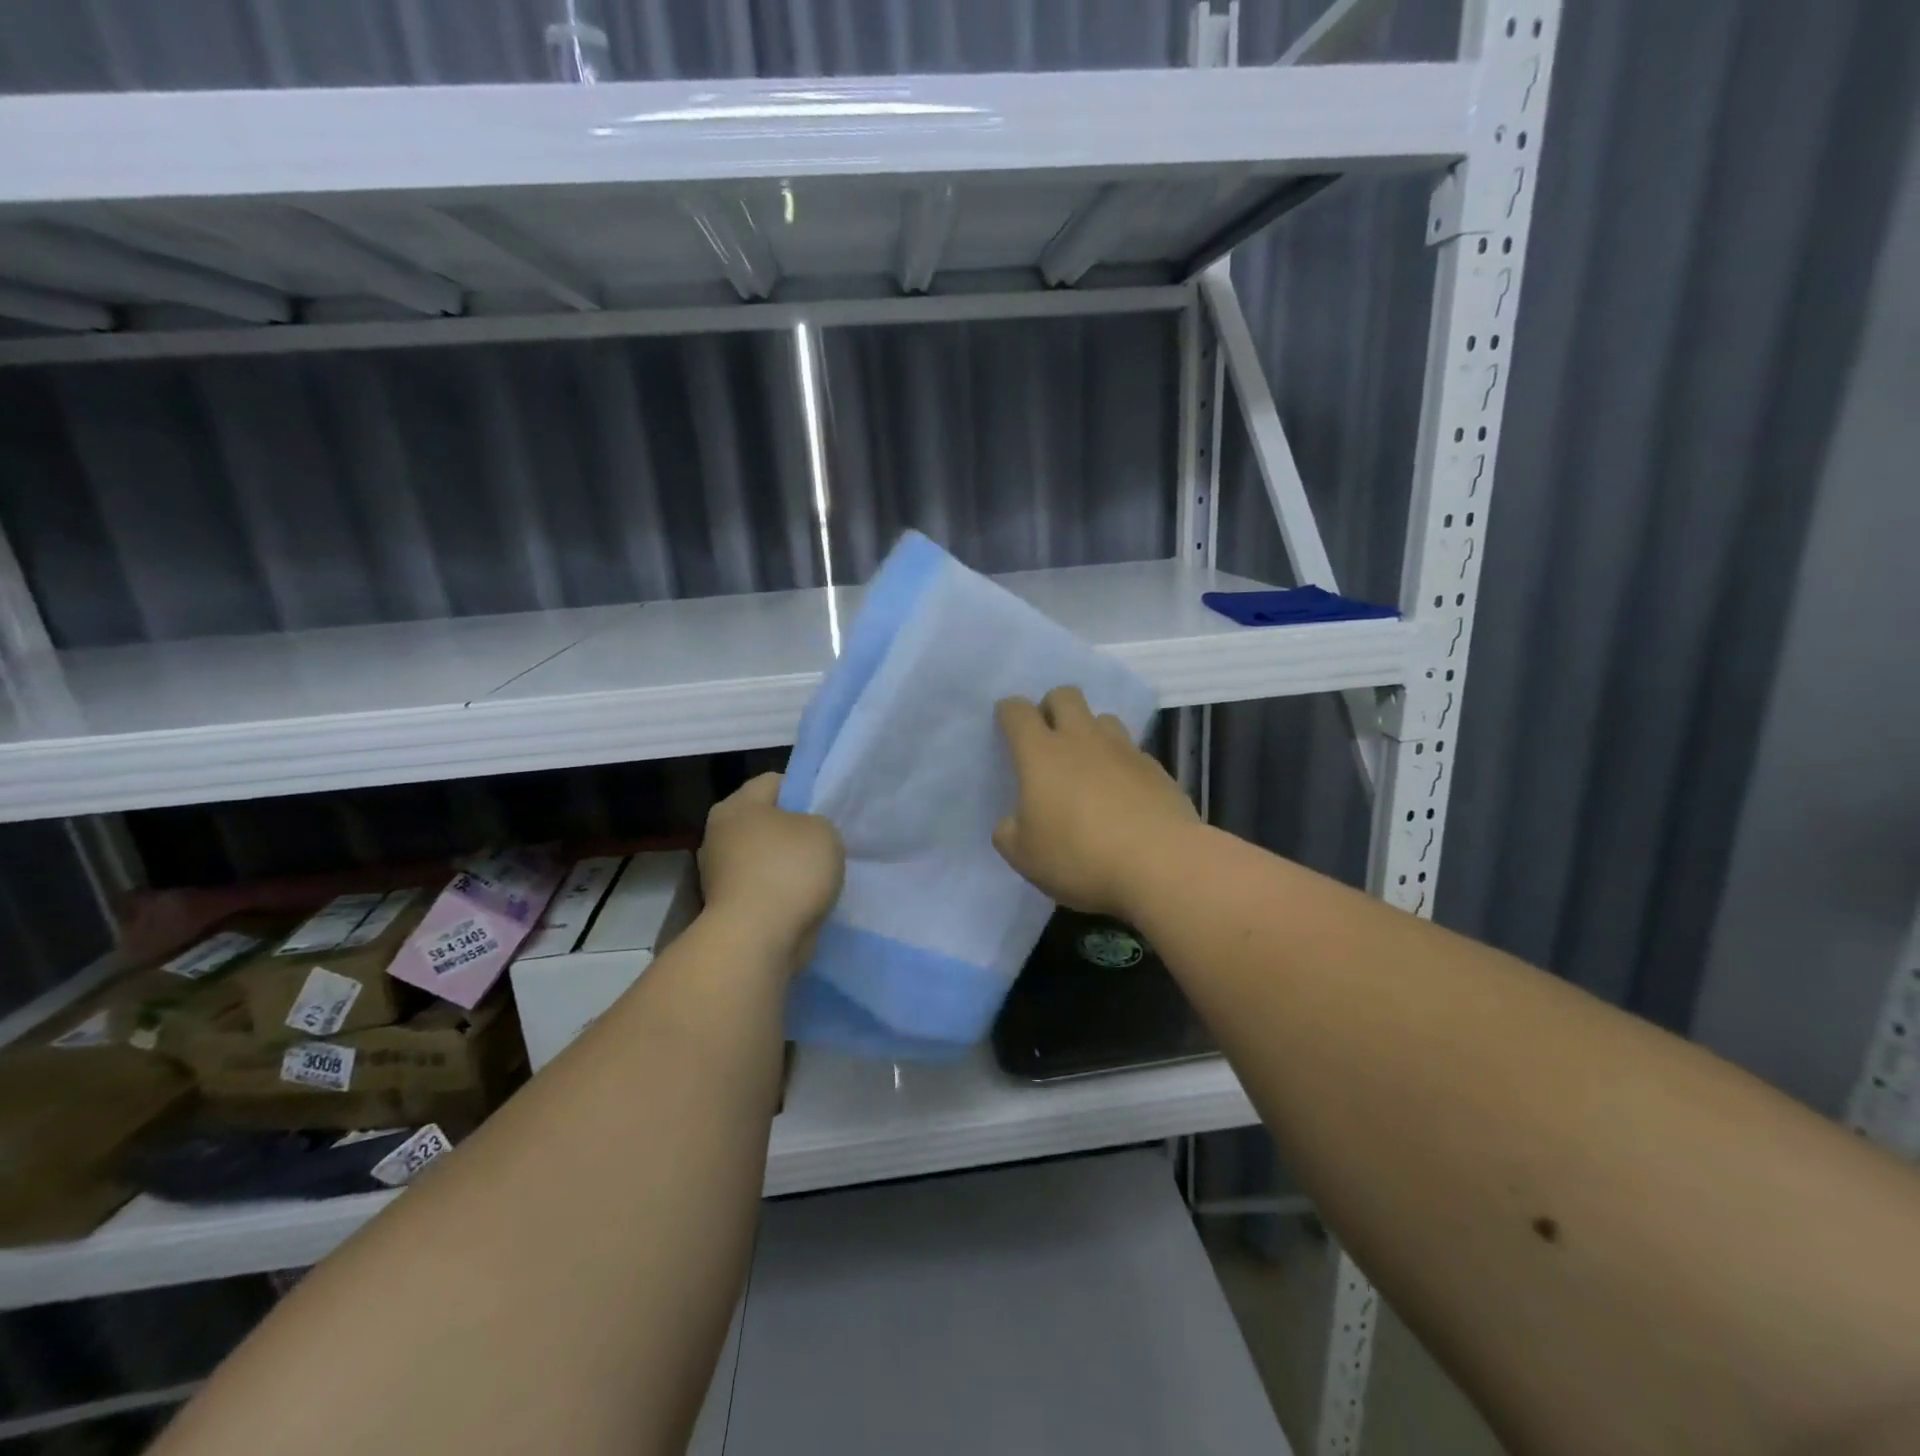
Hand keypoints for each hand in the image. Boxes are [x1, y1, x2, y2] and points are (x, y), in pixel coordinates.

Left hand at [698, 773, 844, 973]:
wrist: (758, 939)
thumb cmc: (789, 870)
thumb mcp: (823, 829)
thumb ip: (816, 822)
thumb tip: (802, 835)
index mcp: (736, 806)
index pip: (774, 782)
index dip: (804, 790)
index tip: (827, 810)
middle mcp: (719, 835)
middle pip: (766, 821)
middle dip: (794, 831)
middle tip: (826, 843)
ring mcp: (720, 874)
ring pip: (764, 858)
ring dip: (788, 866)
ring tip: (820, 876)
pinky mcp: (727, 908)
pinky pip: (763, 888)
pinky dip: (781, 893)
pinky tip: (805, 901)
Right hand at [993, 686, 1199, 917]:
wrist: (1161, 864)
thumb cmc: (1080, 857)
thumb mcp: (1024, 857)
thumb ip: (1009, 832)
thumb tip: (1013, 821)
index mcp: (1041, 754)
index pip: (1018, 712)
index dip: (1008, 712)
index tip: (1006, 723)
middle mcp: (1082, 739)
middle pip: (1065, 696)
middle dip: (1051, 706)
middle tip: (1047, 738)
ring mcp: (1124, 750)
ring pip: (1103, 718)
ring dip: (1090, 731)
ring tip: (1087, 764)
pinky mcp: (1156, 769)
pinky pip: (1131, 751)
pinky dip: (1120, 762)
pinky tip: (1121, 793)